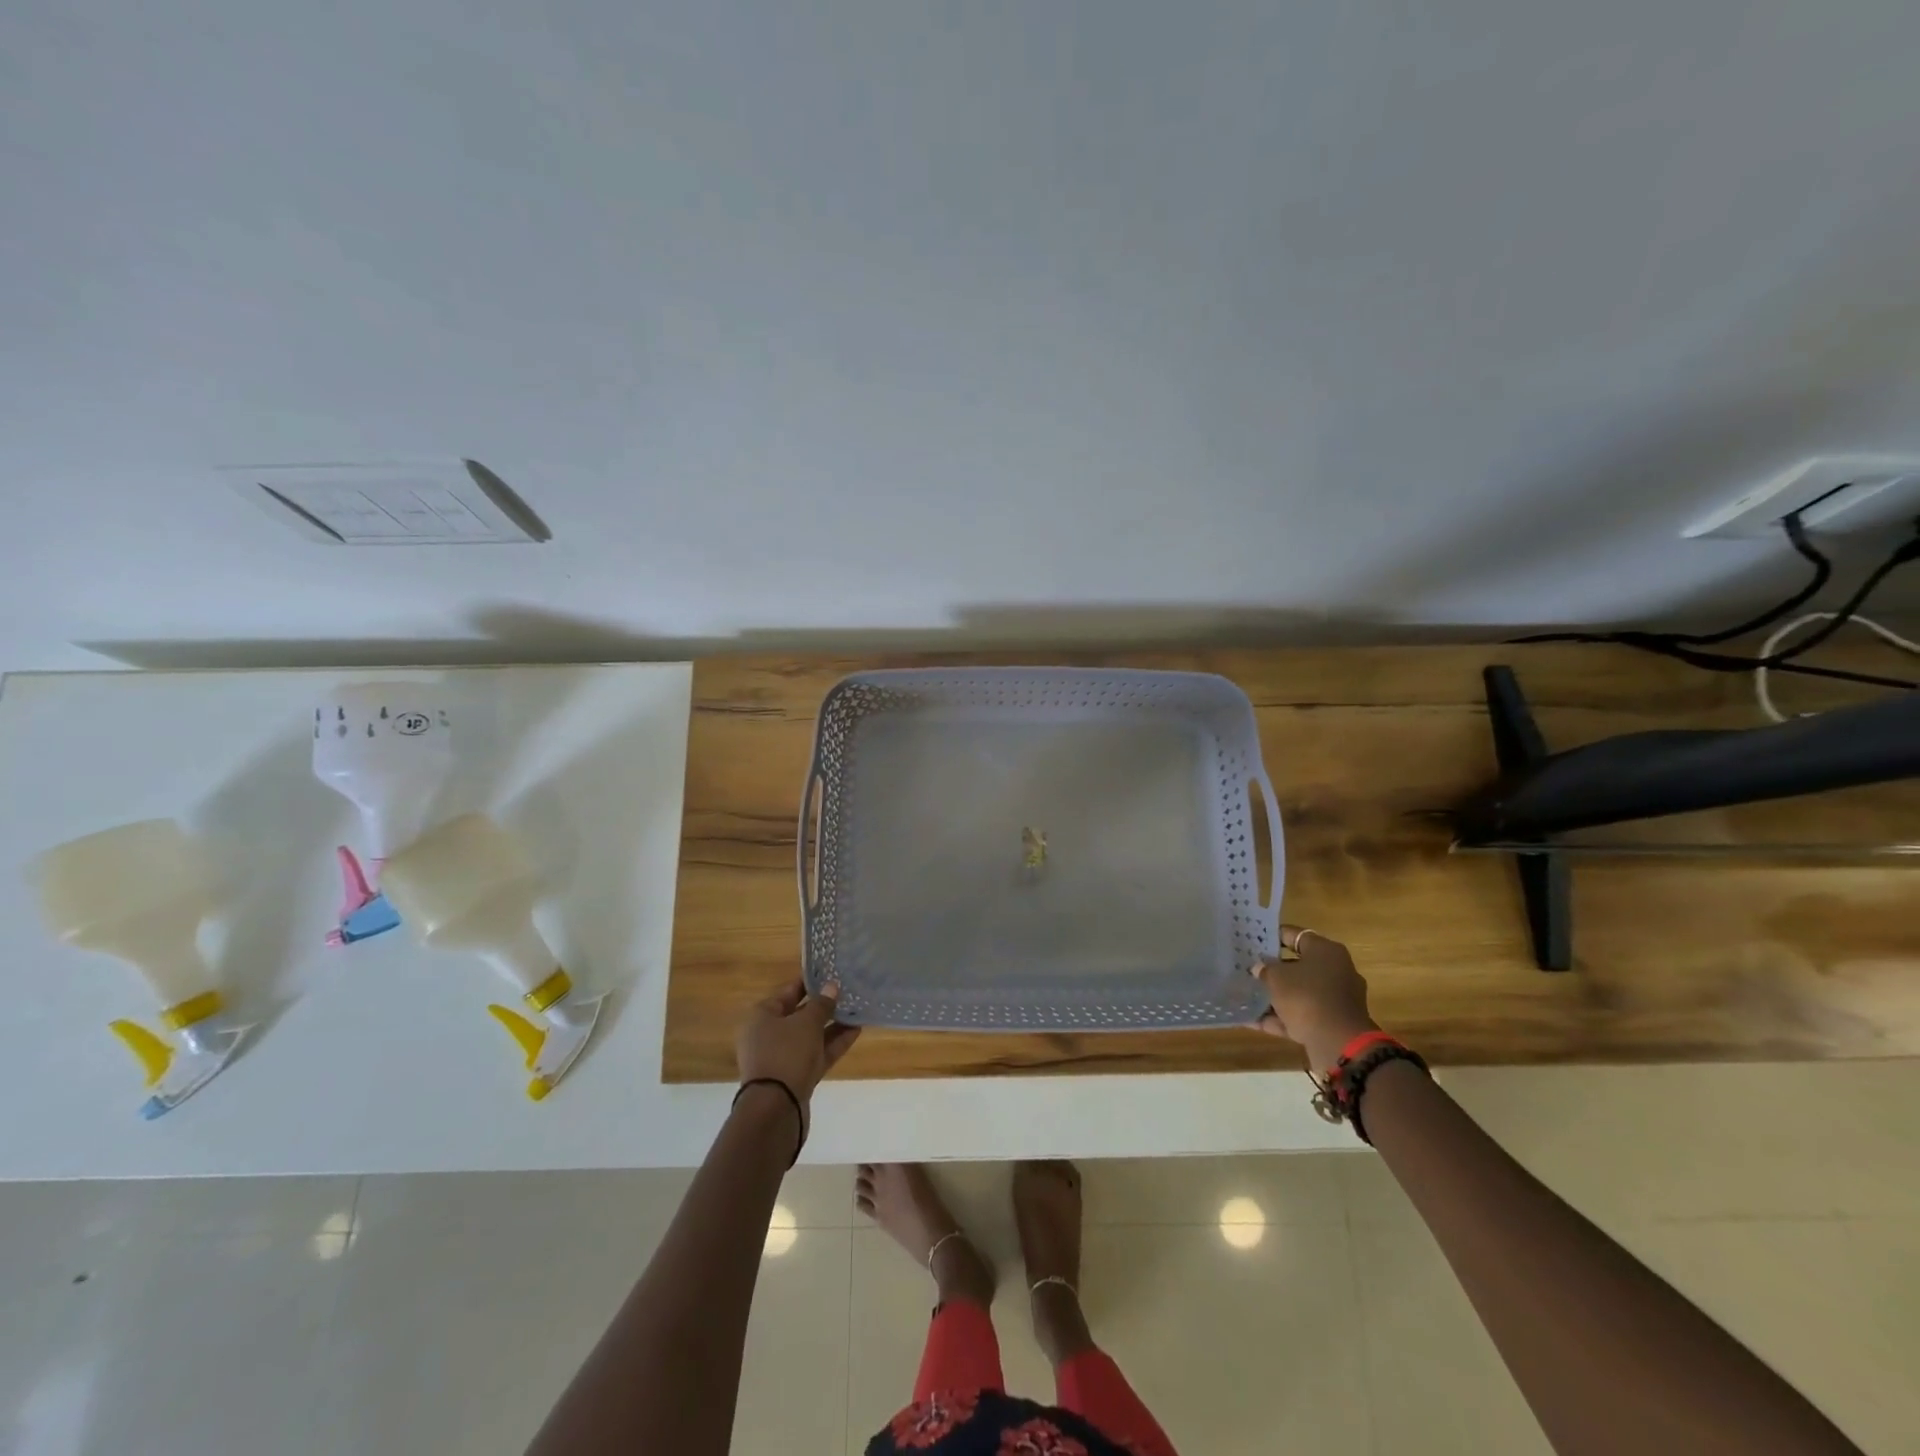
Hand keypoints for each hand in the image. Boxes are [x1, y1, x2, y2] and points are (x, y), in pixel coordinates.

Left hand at [735, 979, 859, 1133]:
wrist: (776, 1109)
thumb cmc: (786, 1054)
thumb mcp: (806, 1023)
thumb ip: (821, 1004)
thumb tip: (832, 987)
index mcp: (762, 1016)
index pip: (788, 991)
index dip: (811, 982)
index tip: (832, 973)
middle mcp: (769, 1034)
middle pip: (800, 1014)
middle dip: (824, 1005)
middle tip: (849, 991)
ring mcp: (783, 1057)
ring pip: (811, 1035)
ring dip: (833, 1024)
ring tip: (858, 1009)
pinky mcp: (796, 1075)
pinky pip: (817, 1053)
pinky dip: (834, 1043)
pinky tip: (856, 1030)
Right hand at [1254, 925, 1377, 1069]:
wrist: (1338, 1043)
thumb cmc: (1306, 996)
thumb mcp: (1276, 977)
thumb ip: (1265, 969)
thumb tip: (1260, 968)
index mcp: (1326, 952)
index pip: (1295, 935)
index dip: (1272, 936)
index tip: (1252, 940)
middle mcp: (1335, 971)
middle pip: (1298, 966)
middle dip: (1273, 969)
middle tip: (1248, 968)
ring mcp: (1334, 1000)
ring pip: (1299, 993)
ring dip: (1274, 996)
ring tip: (1245, 995)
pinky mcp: (1331, 1024)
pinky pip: (1300, 1015)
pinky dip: (1279, 1018)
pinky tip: (1251, 1020)